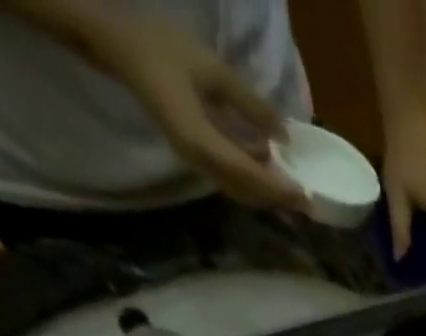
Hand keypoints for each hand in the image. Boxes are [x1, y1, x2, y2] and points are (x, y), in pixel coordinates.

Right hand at [87, 12, 309, 212]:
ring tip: (294, 186)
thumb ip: (251, 105)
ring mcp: (195, 159)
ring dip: (266, 191)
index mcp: (201, 142)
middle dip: (277, 198)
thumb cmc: (162, 48)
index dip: (279, 189)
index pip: (249, 176)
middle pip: (246, 191)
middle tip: (307, 201)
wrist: (118, 44)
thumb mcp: (213, 71)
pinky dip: (251, 176)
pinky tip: (268, 161)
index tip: (305, 198)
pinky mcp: (194, 153)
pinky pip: (228, 175)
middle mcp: (199, 160)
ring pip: (238, 188)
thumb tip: (284, 134)